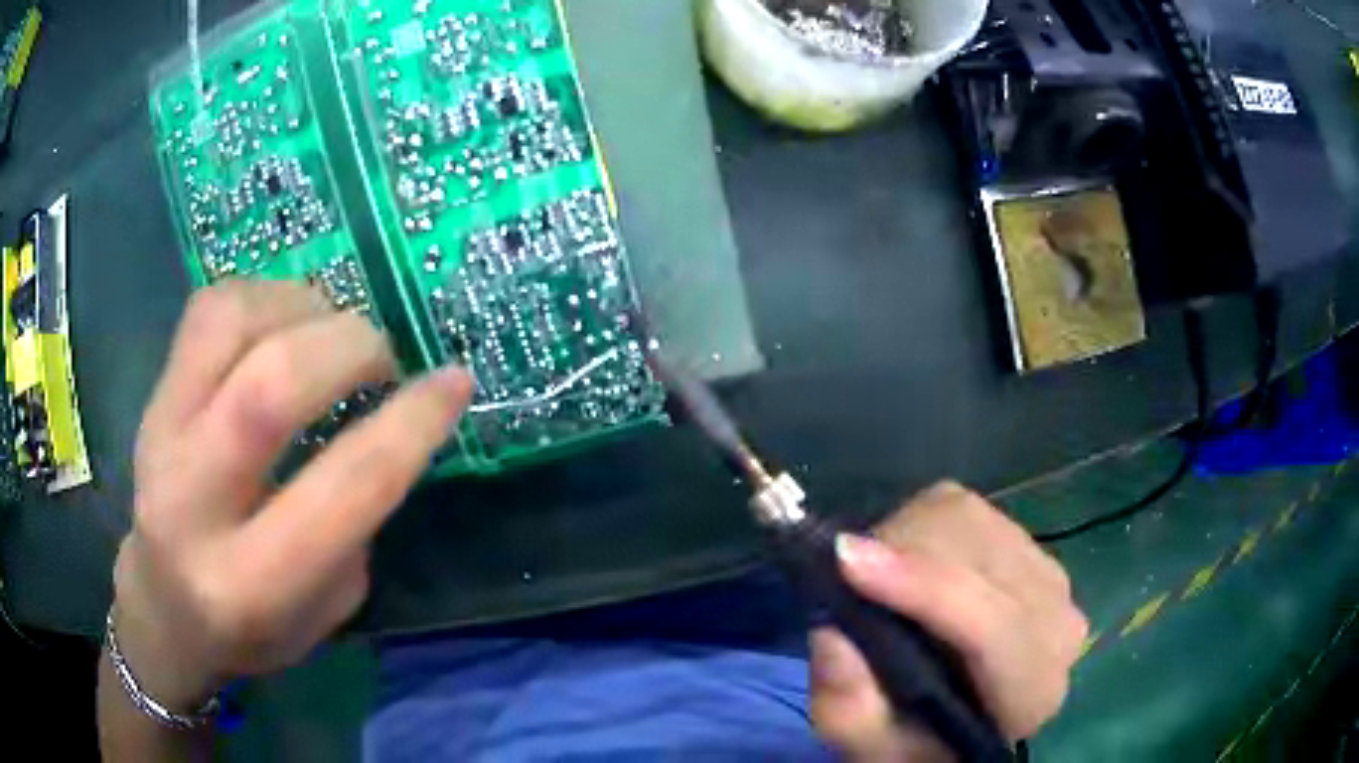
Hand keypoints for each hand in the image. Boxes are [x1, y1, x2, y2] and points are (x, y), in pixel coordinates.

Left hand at [111, 281, 472, 710]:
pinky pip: (209, 310)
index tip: (455, 381)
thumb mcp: (327, 608)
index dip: (412, 422)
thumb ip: (355, 520)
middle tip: (383, 357)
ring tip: (331, 331)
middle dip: (350, 348)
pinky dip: (264, 296)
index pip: (344, 486)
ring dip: (304, 308)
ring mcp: (160, 435)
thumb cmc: (253, 627)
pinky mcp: (152, 397)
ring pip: (231, 325)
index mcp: (252, 582)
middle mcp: (194, 503)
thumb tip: (386, 423)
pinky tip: (286, 323)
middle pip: (271, 388)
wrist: (163, 606)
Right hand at [809, 482, 1086, 760]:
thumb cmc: (916, 743)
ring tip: (874, 573)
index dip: (923, 588)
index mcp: (1031, 693)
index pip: (993, 627)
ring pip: (974, 521)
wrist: (960, 723)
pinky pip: (969, 510)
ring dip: (909, 535)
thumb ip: (849, 710)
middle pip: (982, 556)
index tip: (845, 561)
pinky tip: (907, 562)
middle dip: (904, 552)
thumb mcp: (869, 749)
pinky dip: (922, 524)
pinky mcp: (1031, 547)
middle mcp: (1058, 627)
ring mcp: (1052, 578)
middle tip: (847, 573)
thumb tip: (832, 635)